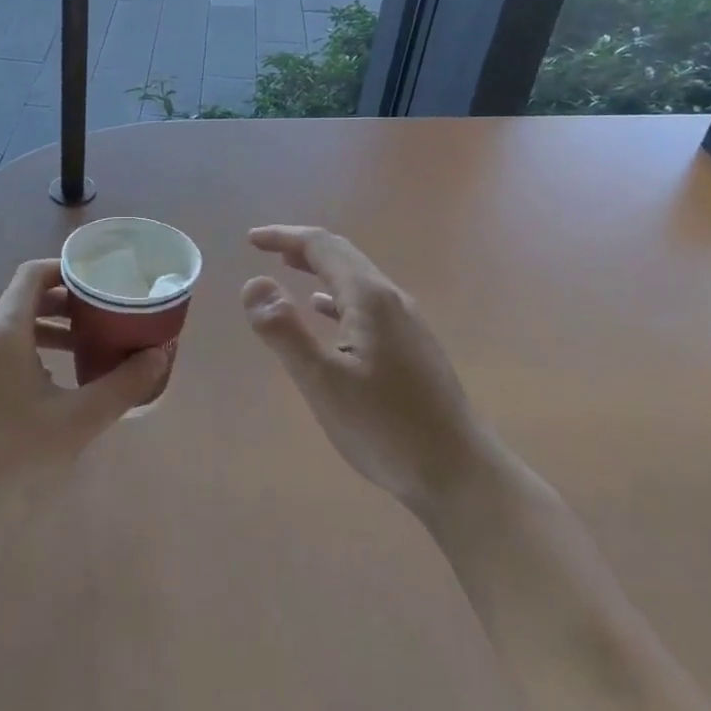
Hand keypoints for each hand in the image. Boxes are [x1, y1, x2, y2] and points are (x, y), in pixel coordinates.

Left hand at [0, 259, 171, 519]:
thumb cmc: (13, 457)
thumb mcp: (77, 420)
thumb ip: (122, 385)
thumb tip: (159, 355)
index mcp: (1, 331)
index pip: (32, 274)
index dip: (65, 270)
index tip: (98, 282)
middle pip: (21, 300)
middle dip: (62, 303)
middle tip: (99, 316)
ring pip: (6, 329)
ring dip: (44, 330)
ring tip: (80, 350)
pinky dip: (23, 352)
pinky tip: (45, 387)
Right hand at [242, 226, 483, 516]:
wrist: (459, 474)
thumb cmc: (386, 428)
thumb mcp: (323, 383)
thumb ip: (284, 331)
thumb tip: (253, 283)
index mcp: (370, 298)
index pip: (322, 247)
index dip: (284, 236)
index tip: (251, 240)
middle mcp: (392, 300)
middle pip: (343, 256)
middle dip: (302, 247)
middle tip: (264, 248)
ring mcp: (407, 323)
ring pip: (356, 280)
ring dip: (319, 269)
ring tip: (288, 271)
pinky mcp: (412, 347)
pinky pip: (367, 305)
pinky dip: (337, 298)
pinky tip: (326, 315)